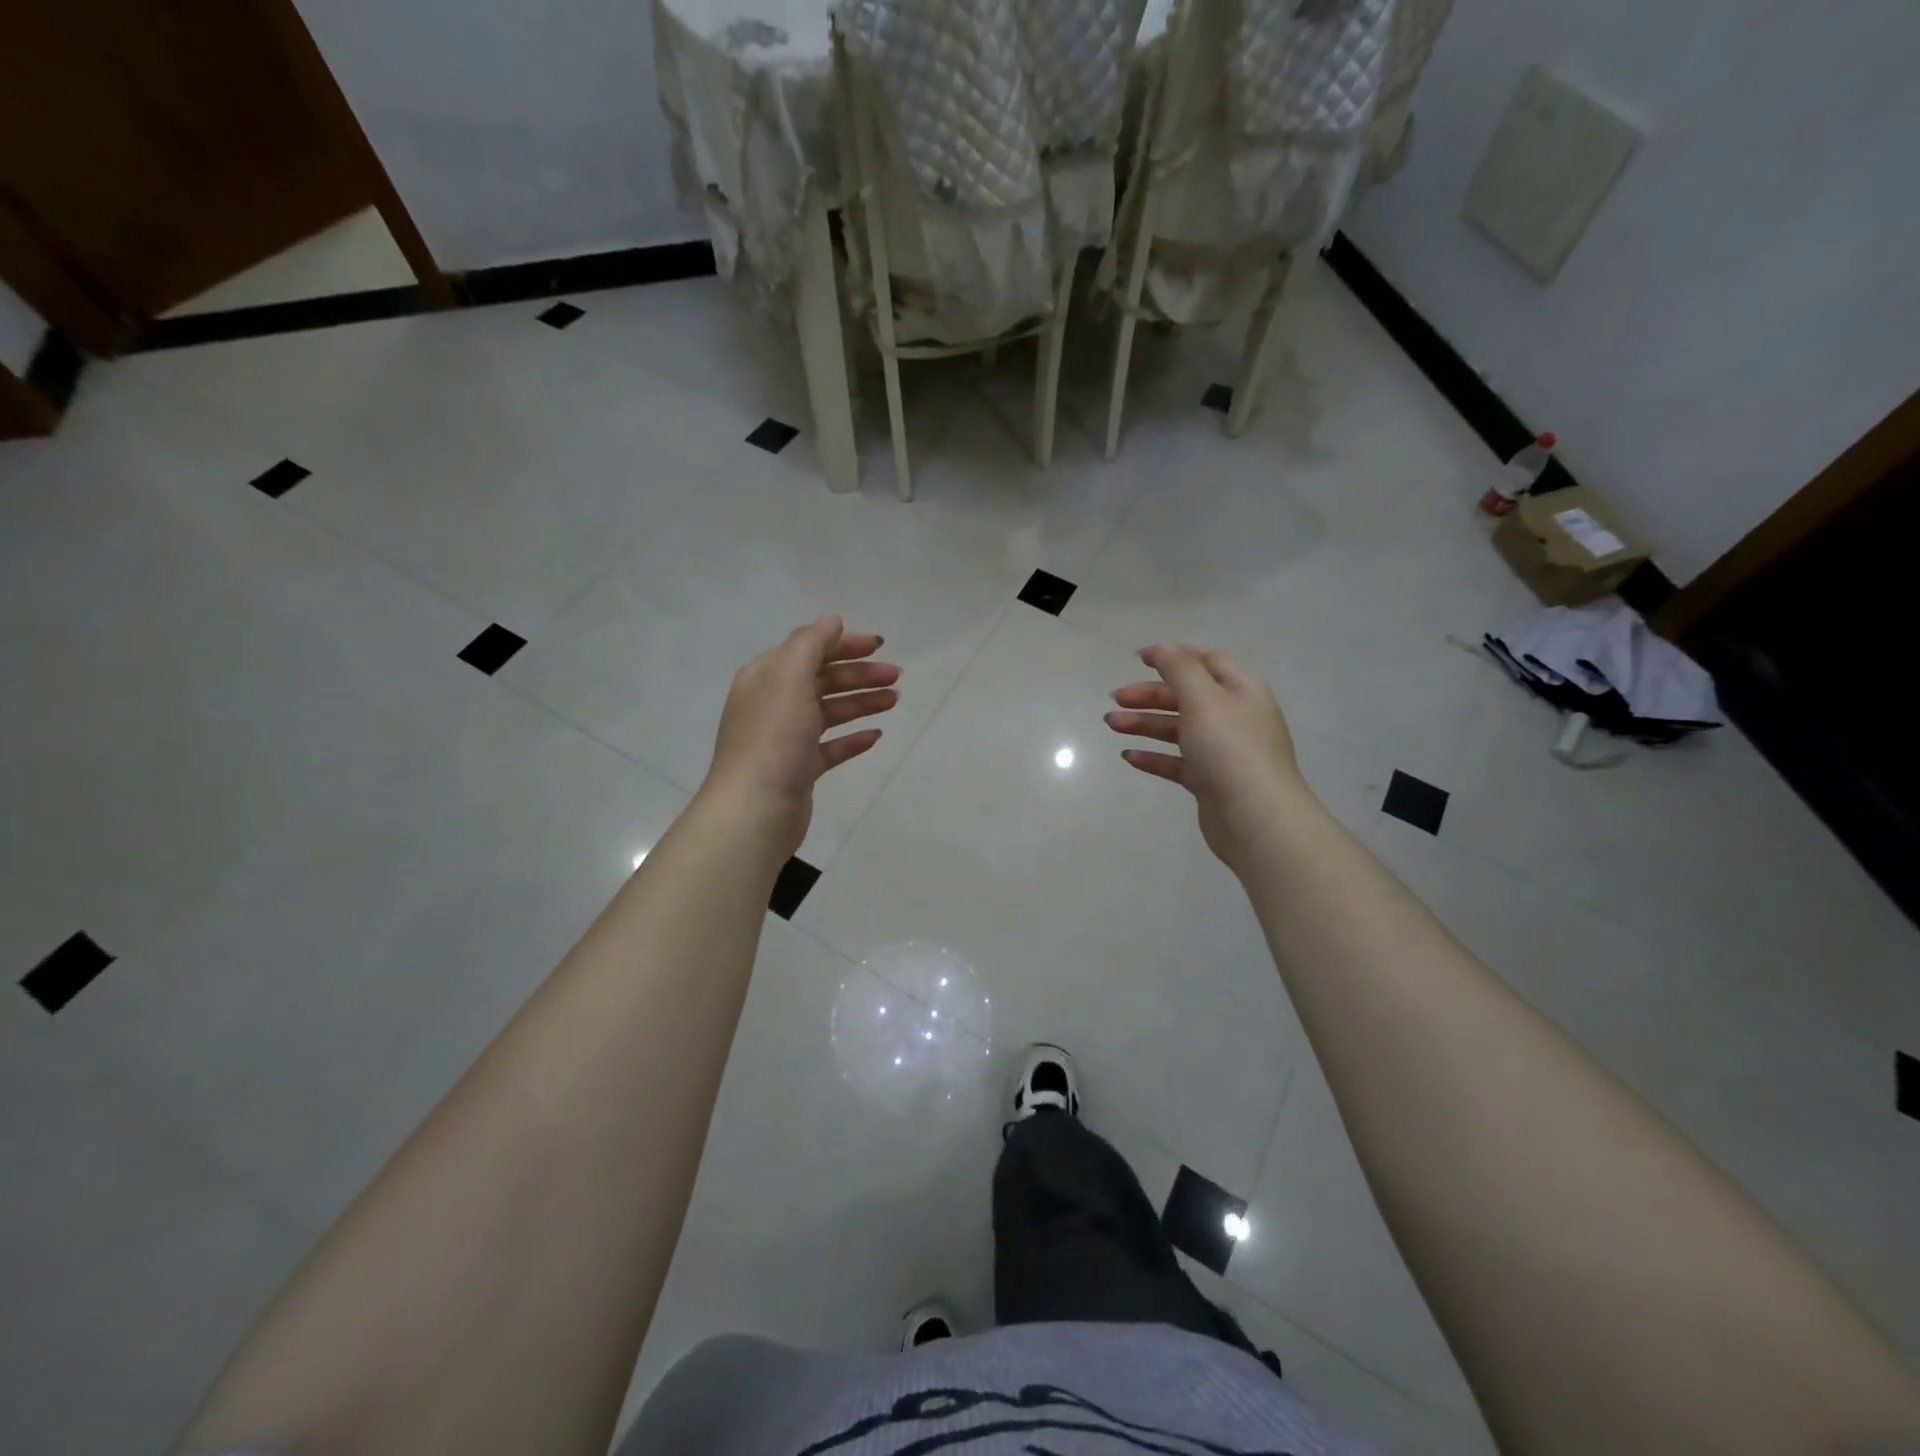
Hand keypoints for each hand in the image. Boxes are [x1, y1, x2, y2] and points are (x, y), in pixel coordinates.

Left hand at [703, 616, 899, 856]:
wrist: (755, 808)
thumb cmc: (773, 737)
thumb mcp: (789, 677)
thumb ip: (810, 643)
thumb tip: (831, 620)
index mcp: (766, 676)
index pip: (808, 649)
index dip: (843, 644)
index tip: (880, 646)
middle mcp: (774, 703)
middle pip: (822, 679)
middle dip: (859, 674)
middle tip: (896, 677)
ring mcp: (786, 738)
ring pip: (829, 711)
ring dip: (861, 702)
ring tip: (894, 701)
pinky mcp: (799, 769)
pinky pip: (830, 747)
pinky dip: (852, 738)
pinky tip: (875, 735)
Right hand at [1105, 644, 1307, 869]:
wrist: (1256, 818)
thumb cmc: (1230, 749)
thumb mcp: (1203, 699)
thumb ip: (1179, 669)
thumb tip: (1162, 649)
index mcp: (1241, 690)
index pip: (1207, 661)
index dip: (1173, 656)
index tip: (1138, 659)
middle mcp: (1234, 717)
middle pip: (1187, 696)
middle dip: (1150, 695)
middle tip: (1116, 699)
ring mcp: (1223, 751)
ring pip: (1178, 729)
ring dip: (1144, 723)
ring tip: (1111, 725)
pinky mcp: (1210, 781)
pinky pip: (1177, 762)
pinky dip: (1154, 756)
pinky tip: (1129, 756)